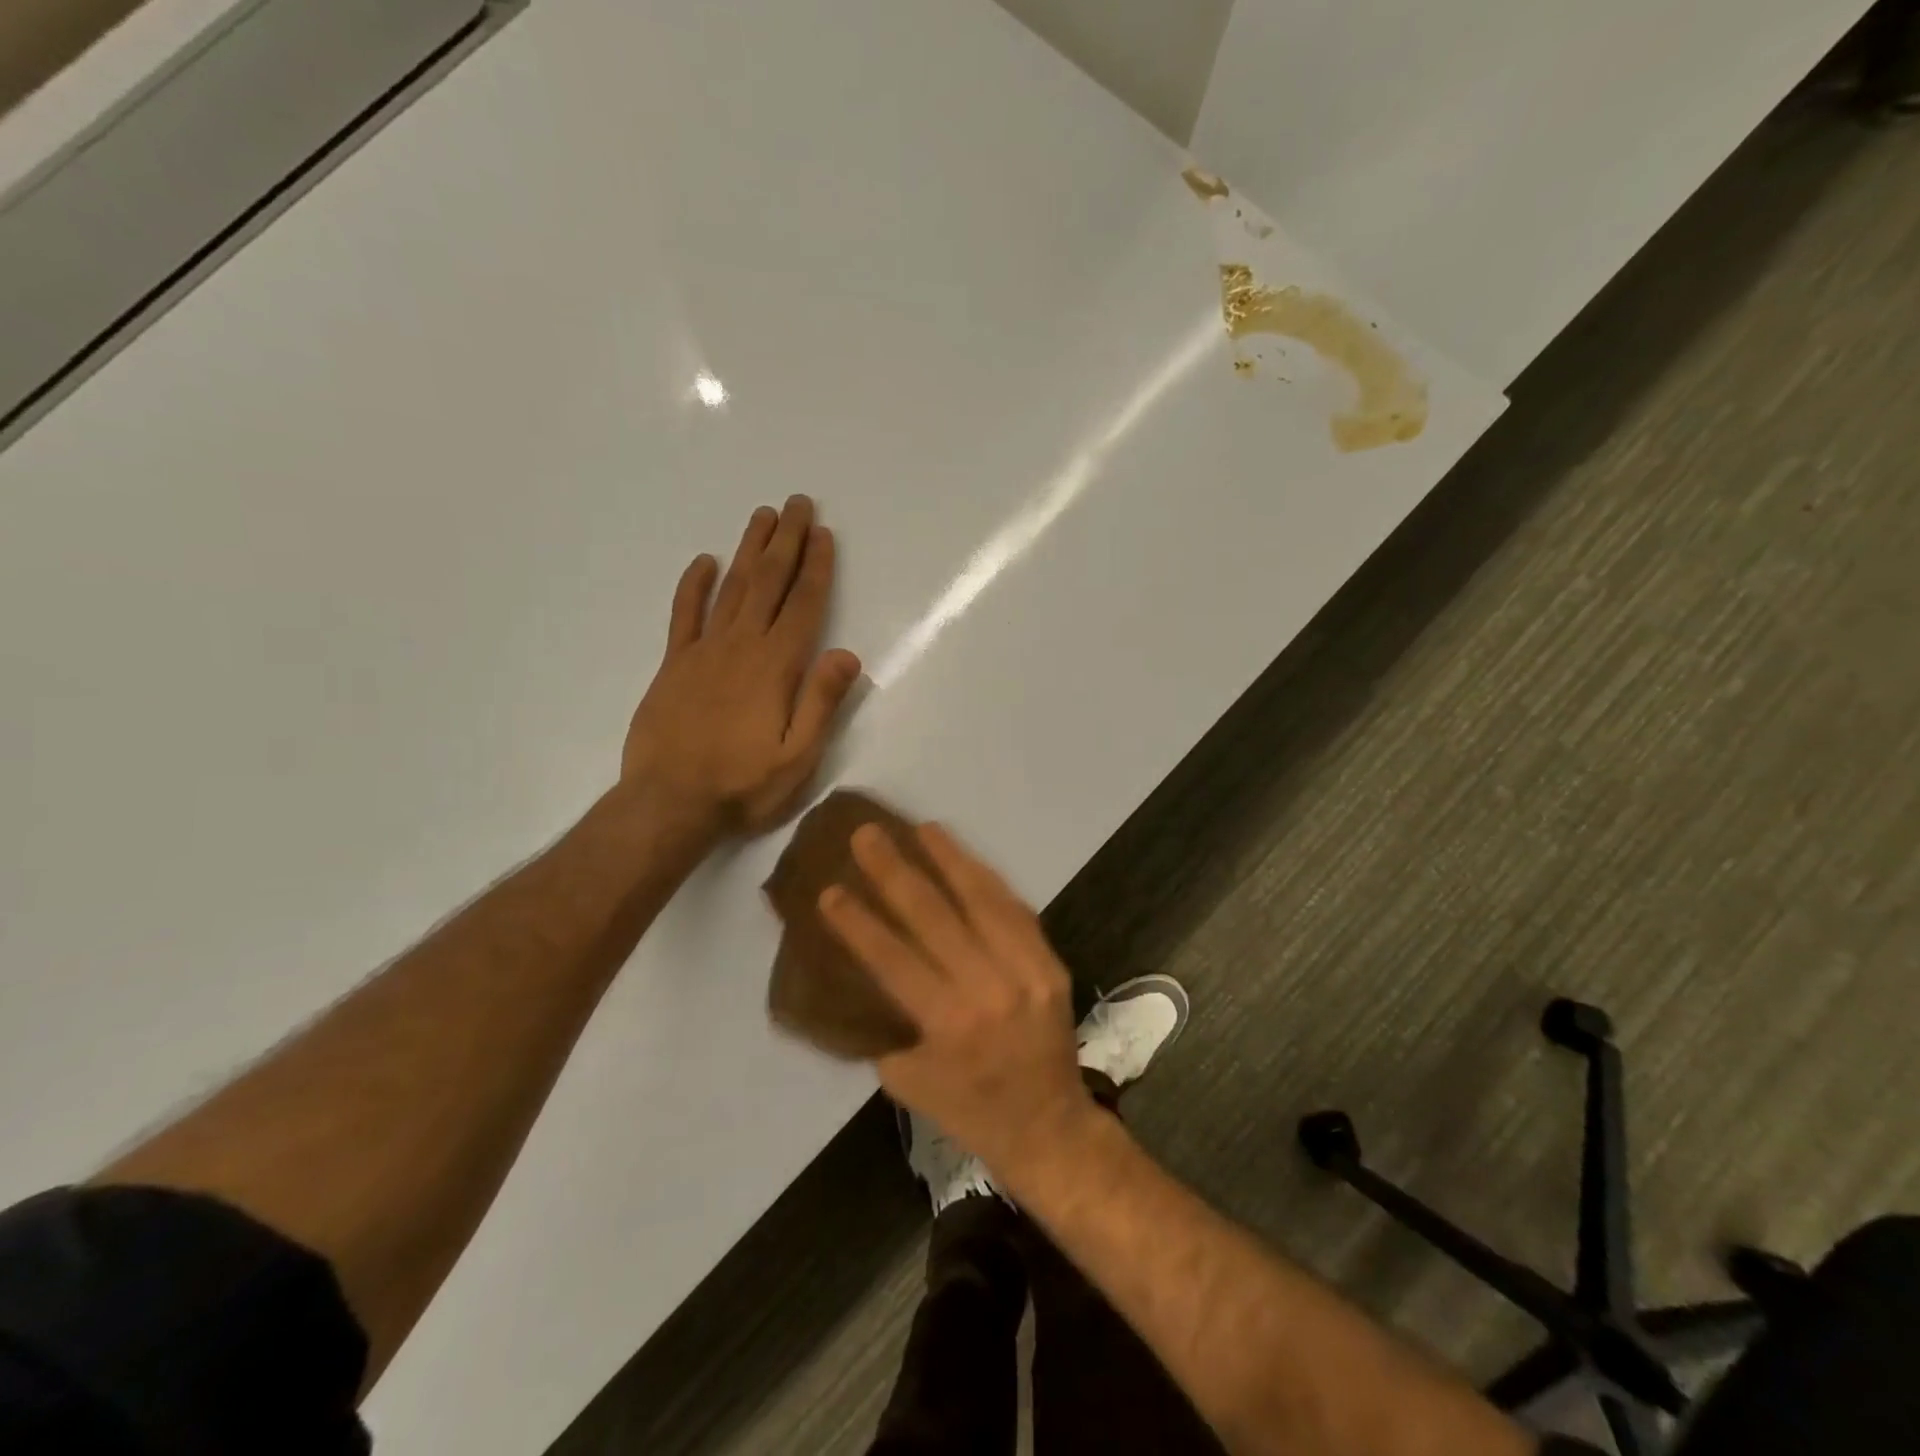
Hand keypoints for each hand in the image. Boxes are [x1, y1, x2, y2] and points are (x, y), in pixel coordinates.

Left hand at [623, 496, 861, 834]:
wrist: (668, 804)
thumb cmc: (742, 786)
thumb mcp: (798, 758)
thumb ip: (822, 703)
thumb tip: (848, 654)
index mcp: (776, 667)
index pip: (802, 605)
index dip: (815, 568)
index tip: (823, 533)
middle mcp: (741, 647)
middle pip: (768, 583)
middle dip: (785, 541)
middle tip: (796, 502)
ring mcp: (703, 652)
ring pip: (731, 588)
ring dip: (749, 549)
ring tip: (762, 515)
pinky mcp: (673, 665)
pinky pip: (684, 615)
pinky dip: (694, 585)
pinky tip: (704, 561)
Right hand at [819, 822, 1093, 1178]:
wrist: (1050, 1127)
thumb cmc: (969, 1110)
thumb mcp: (910, 1081)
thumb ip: (888, 1024)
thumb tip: (865, 972)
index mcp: (948, 1025)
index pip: (893, 959)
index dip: (859, 922)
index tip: (830, 889)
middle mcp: (988, 989)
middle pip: (935, 917)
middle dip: (895, 872)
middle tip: (867, 835)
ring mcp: (1026, 972)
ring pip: (982, 901)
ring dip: (949, 860)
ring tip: (922, 828)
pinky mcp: (1050, 964)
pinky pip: (1015, 911)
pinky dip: (988, 881)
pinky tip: (966, 858)